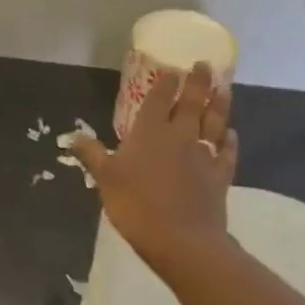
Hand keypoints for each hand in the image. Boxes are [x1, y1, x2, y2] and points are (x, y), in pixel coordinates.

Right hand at [74, 63, 238, 280]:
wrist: (181, 240)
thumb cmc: (136, 205)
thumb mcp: (105, 179)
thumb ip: (91, 155)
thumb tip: (73, 136)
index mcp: (149, 133)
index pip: (159, 99)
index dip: (166, 83)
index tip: (173, 69)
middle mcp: (179, 136)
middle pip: (192, 103)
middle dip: (198, 82)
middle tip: (204, 65)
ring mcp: (204, 155)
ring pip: (214, 122)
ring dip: (220, 104)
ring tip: (224, 88)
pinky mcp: (220, 176)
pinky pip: (228, 152)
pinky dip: (230, 141)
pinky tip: (231, 134)